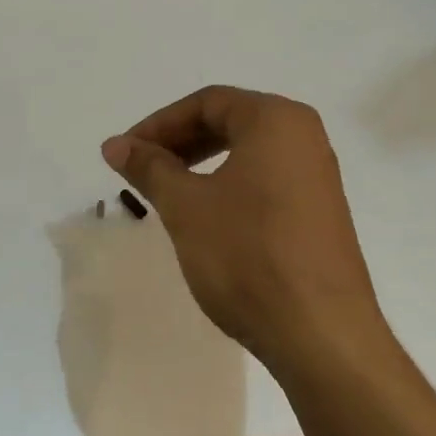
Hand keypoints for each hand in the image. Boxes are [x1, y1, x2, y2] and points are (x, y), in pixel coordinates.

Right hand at [101, 86, 379, 374]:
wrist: (319, 332)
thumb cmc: (247, 255)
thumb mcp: (186, 206)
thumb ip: (149, 167)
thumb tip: (115, 144)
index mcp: (277, 121)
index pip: (208, 102)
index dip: (158, 124)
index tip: (125, 153)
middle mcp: (305, 138)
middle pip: (230, 123)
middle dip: (179, 142)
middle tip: (142, 169)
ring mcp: (318, 178)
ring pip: (248, 155)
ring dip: (201, 166)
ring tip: (167, 194)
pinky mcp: (320, 214)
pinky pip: (265, 182)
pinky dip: (228, 188)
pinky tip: (206, 220)